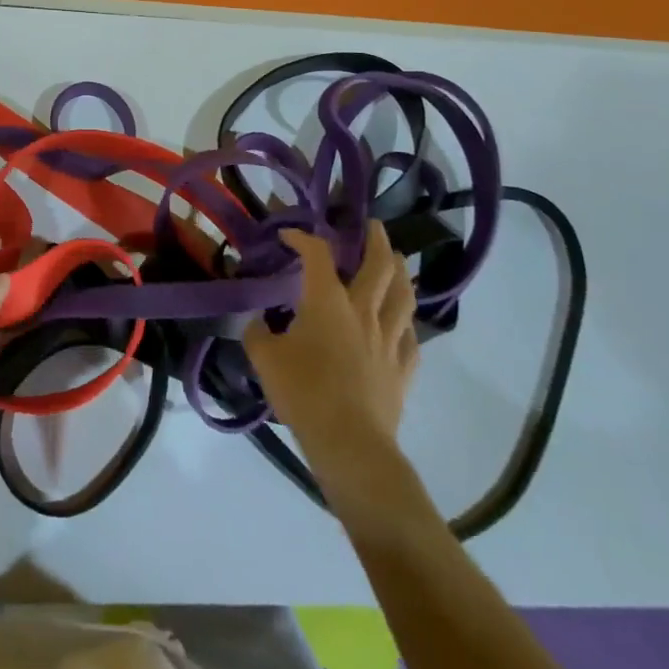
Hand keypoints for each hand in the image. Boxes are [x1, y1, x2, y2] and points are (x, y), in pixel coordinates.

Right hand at [244, 223, 418, 473]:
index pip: (318, 254)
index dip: (303, 238)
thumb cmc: (303, 392)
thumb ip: (258, 333)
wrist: (349, 443)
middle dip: (375, 240)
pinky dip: (405, 322)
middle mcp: (363, 311)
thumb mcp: (264, 358)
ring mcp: (389, 339)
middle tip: (373, 226)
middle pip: (379, 265)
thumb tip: (259, 322)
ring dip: (401, 272)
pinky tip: (401, 324)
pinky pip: (410, 336)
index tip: (289, 236)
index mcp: (328, 302)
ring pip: (404, 296)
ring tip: (398, 261)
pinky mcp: (403, 368)